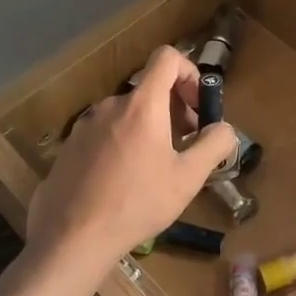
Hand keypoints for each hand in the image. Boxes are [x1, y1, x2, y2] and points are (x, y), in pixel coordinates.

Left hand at [25, 45, 236, 272]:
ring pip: (128, 114)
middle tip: (185, 144)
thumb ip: (214, 145)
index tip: (197, 105)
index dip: (189, 72)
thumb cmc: (136, 203)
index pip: (167, 57)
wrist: (71, 237)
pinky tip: (124, 181)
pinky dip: (123, 143)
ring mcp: (86, 124)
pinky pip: (105, 132)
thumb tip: (225, 128)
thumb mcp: (188, 178)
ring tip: (155, 168)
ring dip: (149, 128)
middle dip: (174, 109)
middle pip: (149, 89)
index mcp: (142, 104)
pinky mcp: (70, 146)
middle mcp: (111, 105)